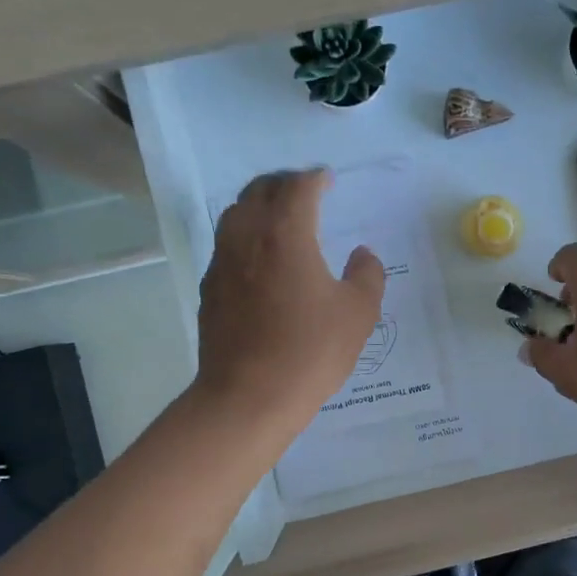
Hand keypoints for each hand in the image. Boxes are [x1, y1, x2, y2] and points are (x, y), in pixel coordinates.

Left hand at [194, 169, 385, 436]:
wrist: (247, 397)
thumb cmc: (309, 352)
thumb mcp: (358, 314)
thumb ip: (367, 275)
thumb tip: (362, 255)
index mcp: (286, 234)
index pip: (298, 187)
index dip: (315, 178)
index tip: (327, 180)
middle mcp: (247, 237)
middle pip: (259, 190)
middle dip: (283, 182)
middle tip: (304, 190)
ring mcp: (221, 263)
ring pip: (236, 214)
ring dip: (259, 205)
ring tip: (280, 218)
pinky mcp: (209, 289)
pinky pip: (226, 245)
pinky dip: (246, 237)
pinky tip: (261, 260)